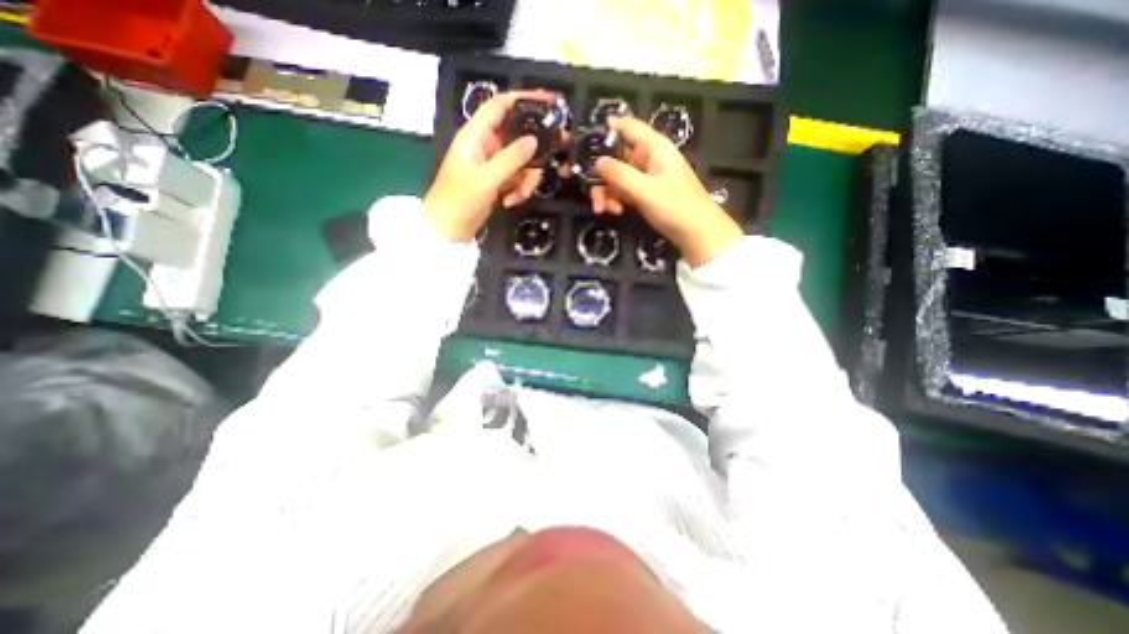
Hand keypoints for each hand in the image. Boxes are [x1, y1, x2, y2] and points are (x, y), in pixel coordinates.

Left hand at [420, 91, 550, 241]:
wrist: (448, 229)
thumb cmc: (460, 200)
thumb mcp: (486, 179)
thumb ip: (511, 158)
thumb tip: (535, 140)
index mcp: (476, 135)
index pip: (501, 105)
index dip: (524, 98)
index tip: (550, 101)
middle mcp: (486, 145)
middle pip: (519, 136)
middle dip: (535, 149)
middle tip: (557, 151)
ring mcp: (493, 164)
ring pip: (522, 162)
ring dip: (525, 180)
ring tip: (516, 196)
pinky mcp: (498, 181)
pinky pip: (518, 179)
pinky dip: (518, 190)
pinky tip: (509, 202)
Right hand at [591, 117, 741, 266]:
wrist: (697, 234)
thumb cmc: (676, 207)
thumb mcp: (646, 190)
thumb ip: (620, 175)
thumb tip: (597, 162)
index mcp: (654, 148)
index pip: (628, 126)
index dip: (606, 129)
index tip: (584, 143)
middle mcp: (649, 158)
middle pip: (616, 157)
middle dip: (601, 175)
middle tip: (592, 194)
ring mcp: (646, 177)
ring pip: (617, 177)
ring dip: (607, 192)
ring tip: (605, 210)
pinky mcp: (645, 194)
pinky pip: (624, 191)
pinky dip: (616, 200)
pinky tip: (616, 212)